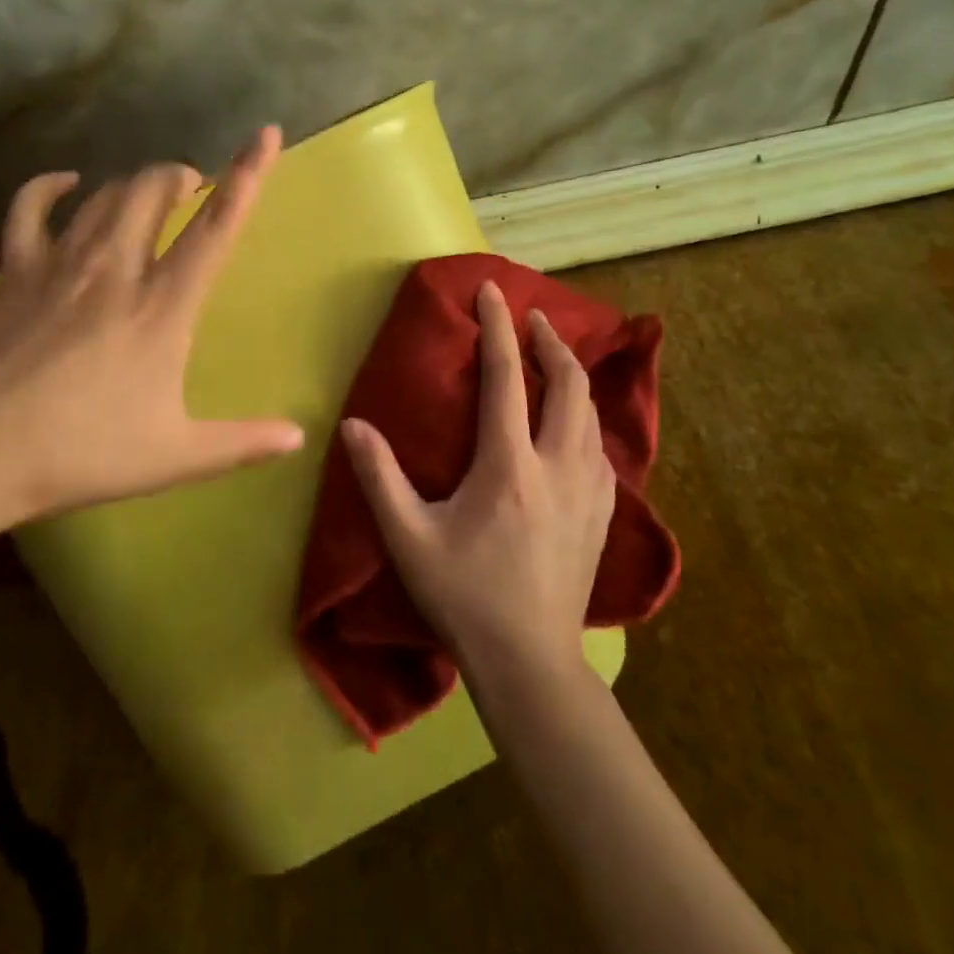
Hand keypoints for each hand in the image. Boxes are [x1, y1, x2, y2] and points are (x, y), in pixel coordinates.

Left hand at [0, 126, 303, 540]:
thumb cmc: (80, 452)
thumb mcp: (174, 456)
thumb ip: (242, 443)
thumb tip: (298, 437)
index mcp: (162, 307)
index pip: (215, 228)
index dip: (247, 176)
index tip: (265, 134)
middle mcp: (114, 269)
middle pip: (152, 191)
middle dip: (178, 175)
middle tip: (191, 187)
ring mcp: (59, 264)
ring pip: (104, 195)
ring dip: (134, 183)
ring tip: (149, 192)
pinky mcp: (13, 271)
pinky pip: (30, 208)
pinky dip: (49, 187)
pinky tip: (65, 183)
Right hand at [340, 279, 613, 683]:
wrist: (531, 662)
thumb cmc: (464, 597)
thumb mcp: (409, 539)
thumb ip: (379, 478)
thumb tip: (352, 425)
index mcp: (509, 466)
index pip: (506, 378)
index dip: (498, 327)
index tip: (492, 290)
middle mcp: (558, 467)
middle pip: (568, 384)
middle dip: (551, 341)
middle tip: (532, 318)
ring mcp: (589, 491)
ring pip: (591, 413)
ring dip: (572, 376)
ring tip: (553, 360)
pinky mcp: (602, 513)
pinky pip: (600, 446)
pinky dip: (585, 416)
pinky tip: (573, 425)